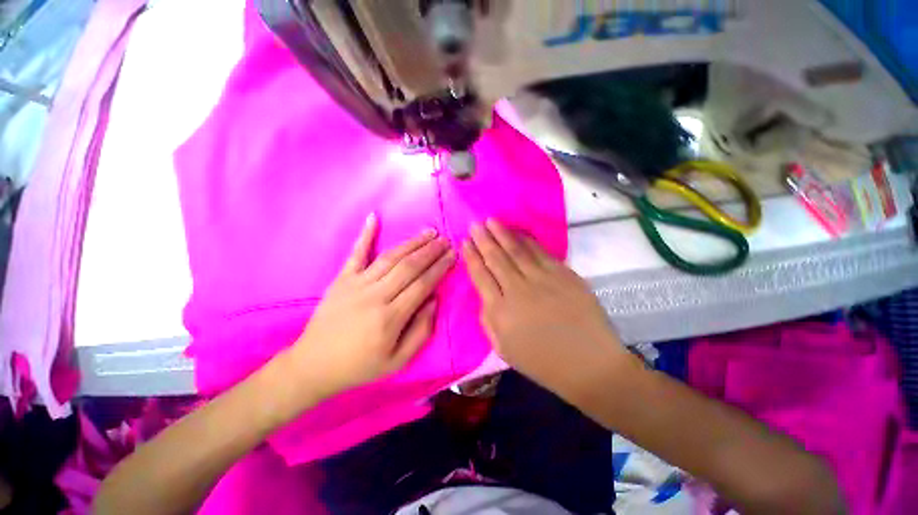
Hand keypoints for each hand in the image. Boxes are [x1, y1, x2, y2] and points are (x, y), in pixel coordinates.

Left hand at [287, 213, 455, 398]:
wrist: (313, 365)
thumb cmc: (360, 366)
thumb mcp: (398, 361)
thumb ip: (421, 330)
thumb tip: (433, 299)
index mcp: (391, 317)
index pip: (423, 284)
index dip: (440, 267)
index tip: (452, 255)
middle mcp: (376, 295)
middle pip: (409, 266)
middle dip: (431, 251)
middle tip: (446, 239)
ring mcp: (356, 283)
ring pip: (390, 257)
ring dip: (412, 242)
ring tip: (429, 232)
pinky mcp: (342, 279)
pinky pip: (356, 253)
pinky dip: (365, 234)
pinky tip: (374, 217)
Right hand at [463, 219, 630, 399]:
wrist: (590, 364)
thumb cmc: (543, 362)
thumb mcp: (503, 349)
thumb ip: (487, 319)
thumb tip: (484, 295)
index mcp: (501, 312)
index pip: (480, 276)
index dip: (471, 257)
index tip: (464, 242)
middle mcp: (518, 290)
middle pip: (496, 258)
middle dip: (483, 239)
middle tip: (474, 224)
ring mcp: (543, 279)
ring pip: (516, 250)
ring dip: (502, 233)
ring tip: (491, 220)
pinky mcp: (564, 274)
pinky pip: (540, 252)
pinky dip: (527, 240)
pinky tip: (518, 232)